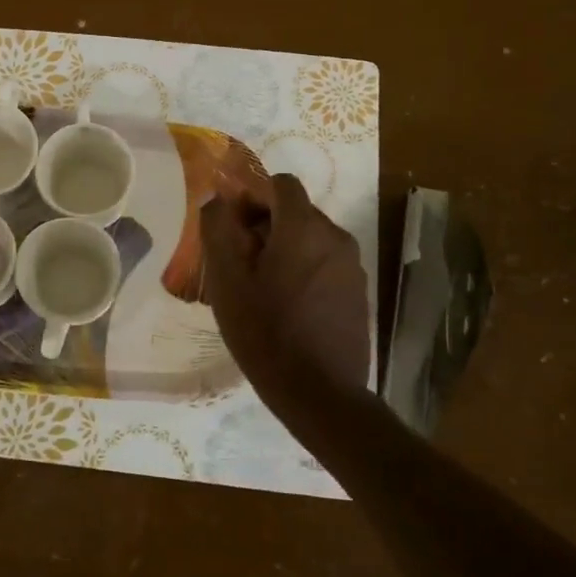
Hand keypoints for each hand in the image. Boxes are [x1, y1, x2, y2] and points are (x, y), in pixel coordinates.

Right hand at [201, 174, 371, 401]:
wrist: (319, 392)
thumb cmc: (264, 331)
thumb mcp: (226, 280)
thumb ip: (217, 229)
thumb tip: (217, 199)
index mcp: (304, 227)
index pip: (282, 184)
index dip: (253, 197)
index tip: (235, 229)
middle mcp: (335, 237)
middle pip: (296, 212)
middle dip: (266, 227)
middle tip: (241, 264)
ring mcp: (352, 266)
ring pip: (311, 239)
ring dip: (284, 250)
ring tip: (262, 290)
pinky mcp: (358, 293)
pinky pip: (325, 265)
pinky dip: (304, 271)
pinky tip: (287, 308)